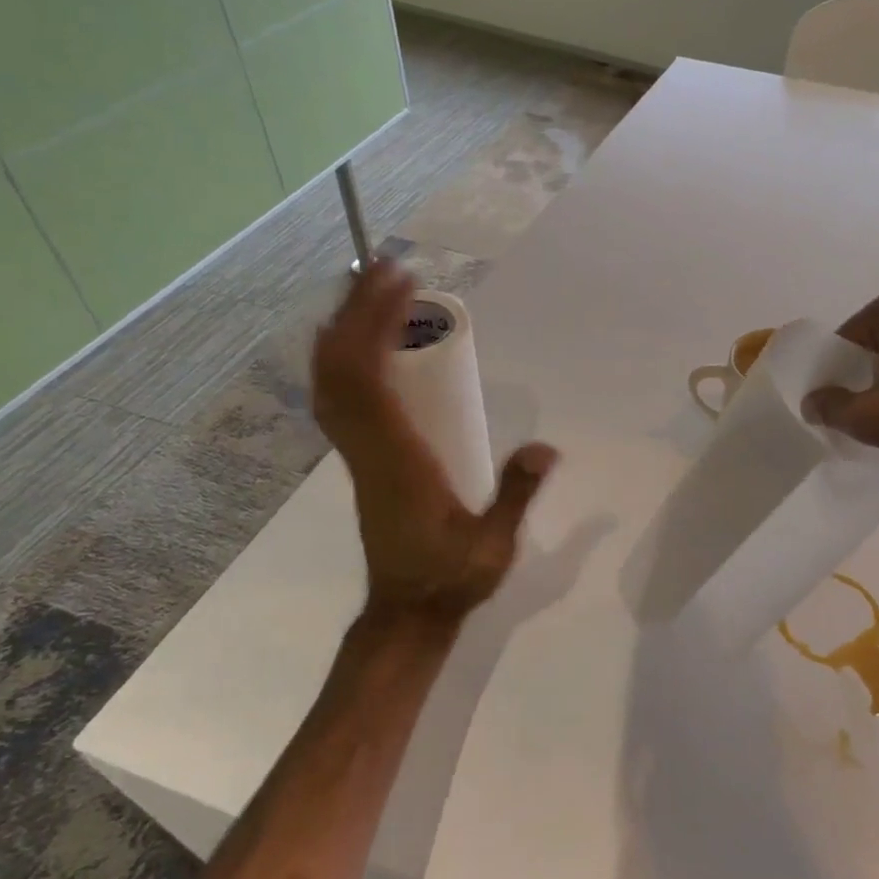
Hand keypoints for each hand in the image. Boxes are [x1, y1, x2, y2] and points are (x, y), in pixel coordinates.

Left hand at [312, 261, 556, 625]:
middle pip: (344, 369)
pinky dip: (340, 359)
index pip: (372, 381)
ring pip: (332, 382)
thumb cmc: (452, 579)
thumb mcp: (494, 545)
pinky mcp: (360, 461)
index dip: (378, 326)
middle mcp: (368, 449)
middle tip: (385, 266)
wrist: (406, 612)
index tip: (402, 285)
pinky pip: (337, 399)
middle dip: (359, 311)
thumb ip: (517, 495)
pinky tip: (357, 341)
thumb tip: (547, 447)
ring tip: (367, 287)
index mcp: (398, 460)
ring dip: (344, 329)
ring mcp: (357, 455)